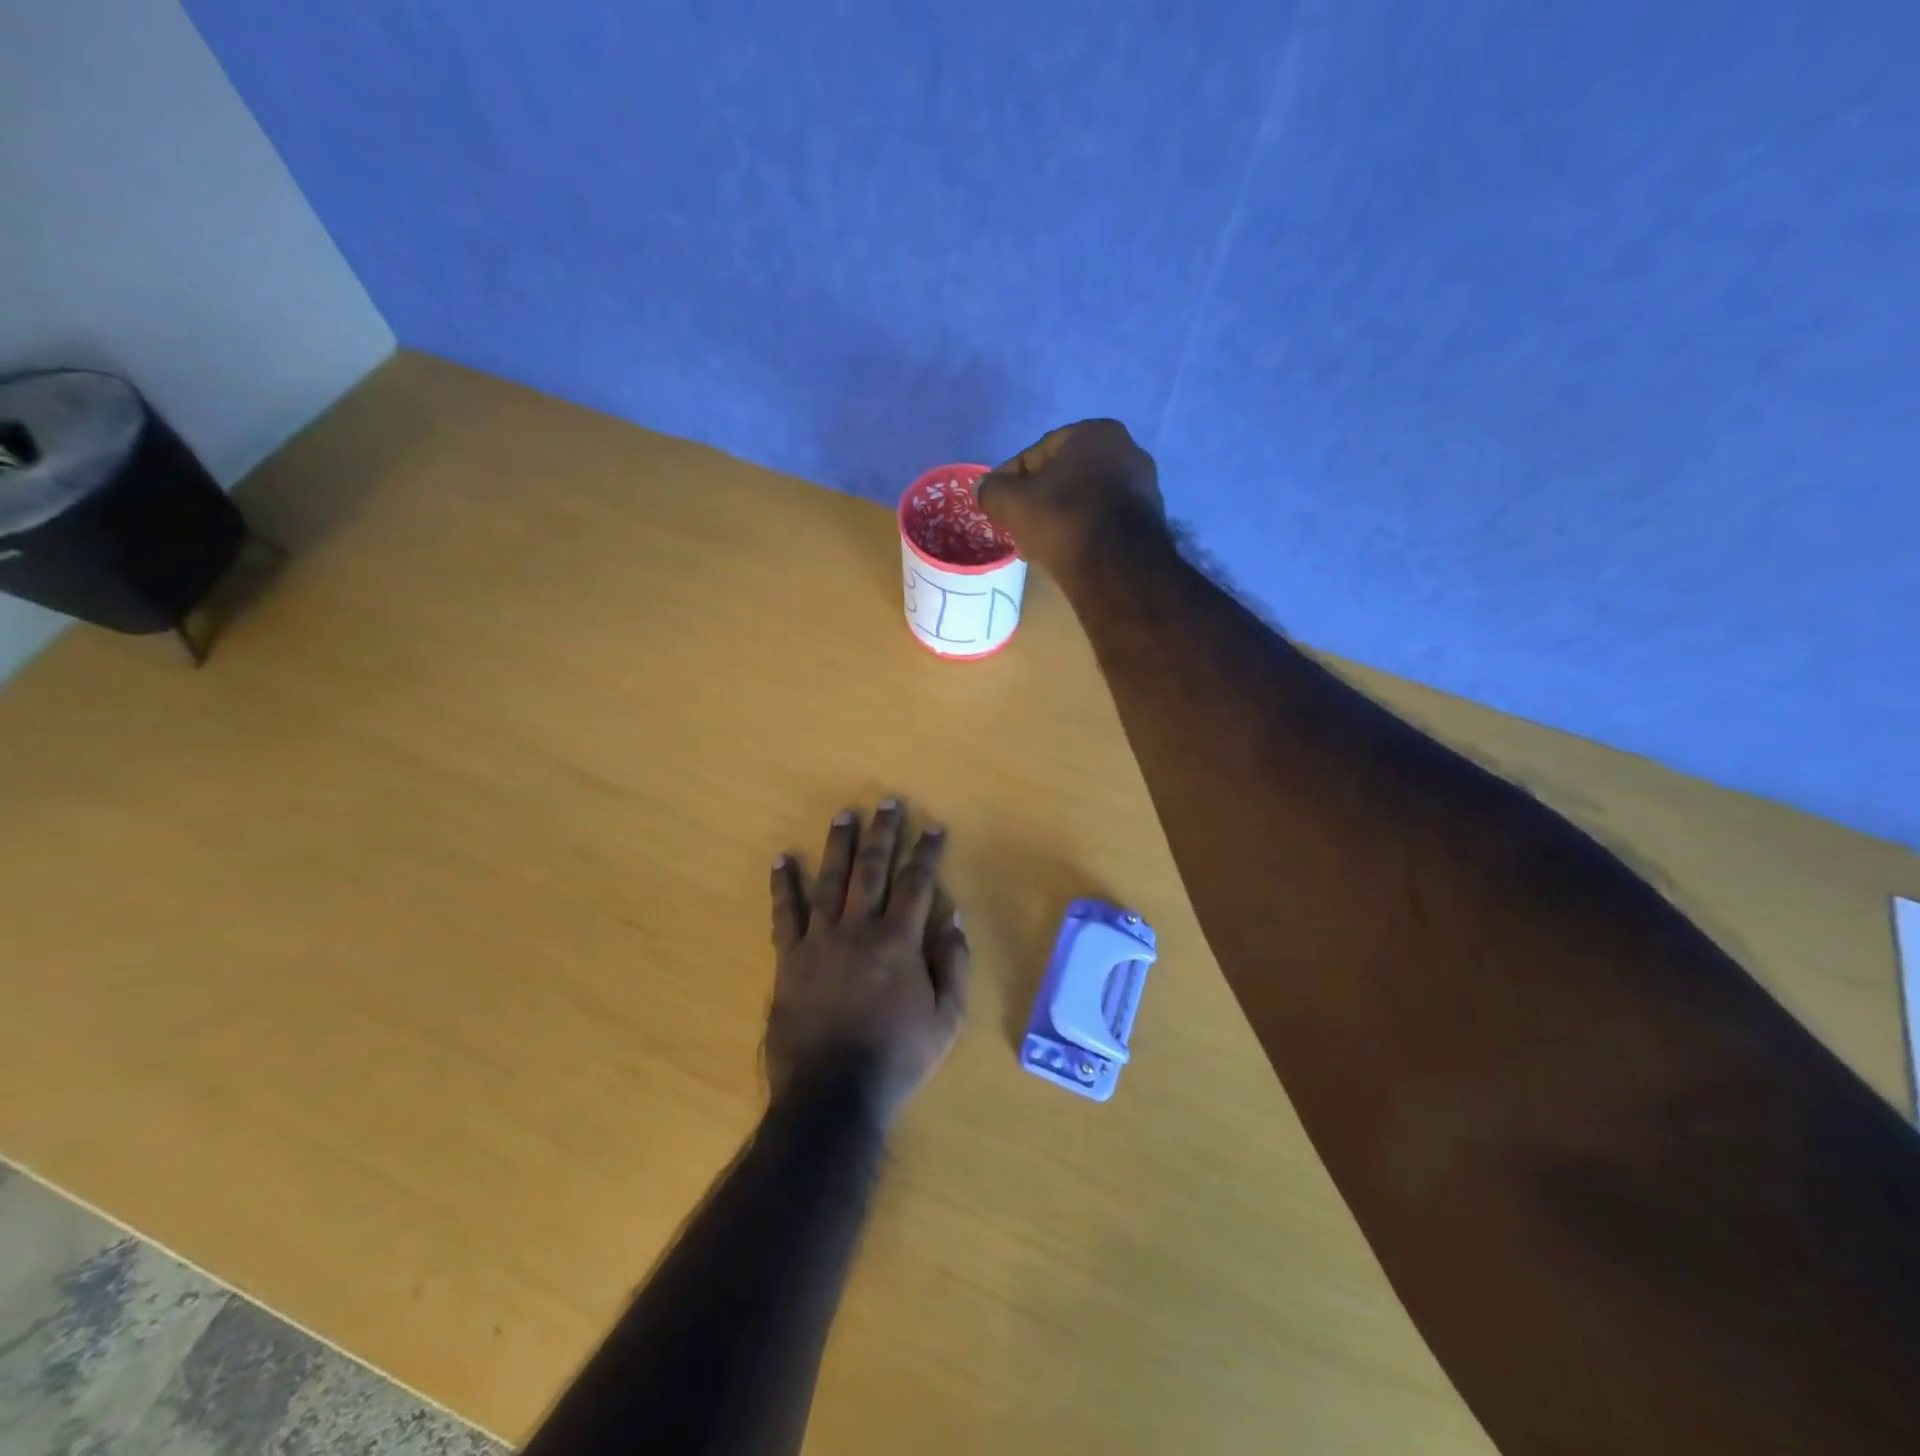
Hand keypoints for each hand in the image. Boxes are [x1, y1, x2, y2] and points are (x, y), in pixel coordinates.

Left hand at [766, 800, 970, 1126]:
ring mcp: (820, 941)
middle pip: (873, 869)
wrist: (831, 1094)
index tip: (933, 825)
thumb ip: (953, 966)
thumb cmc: (896, 1058)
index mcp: (898, 942)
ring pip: (831, 880)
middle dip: (883, 832)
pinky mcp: (789, 958)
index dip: (926, 852)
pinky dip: (783, 885)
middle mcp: (859, 929)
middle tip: (887, 802)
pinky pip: (785, 914)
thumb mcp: (946, 1020)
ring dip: (839, 844)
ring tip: (844, 814)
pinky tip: (783, 859)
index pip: (917, 883)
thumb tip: (954, 918)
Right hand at [975, 420, 1165, 574]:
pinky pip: (1104, 520)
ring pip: (1085, 499)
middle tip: (1017, 524)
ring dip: (1062, 516)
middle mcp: (1127, 450)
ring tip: (1041, 543)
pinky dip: (1084, 531)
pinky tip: (1069, 552)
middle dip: (1039, 498)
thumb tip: (984, 489)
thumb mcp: (1012, 503)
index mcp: (1094, 432)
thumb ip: (991, 490)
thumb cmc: (1063, 522)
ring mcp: (1144, 486)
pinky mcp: (1151, 521)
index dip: (1010, 480)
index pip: (1037, 453)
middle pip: (1064, 475)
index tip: (997, 504)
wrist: (1117, 569)